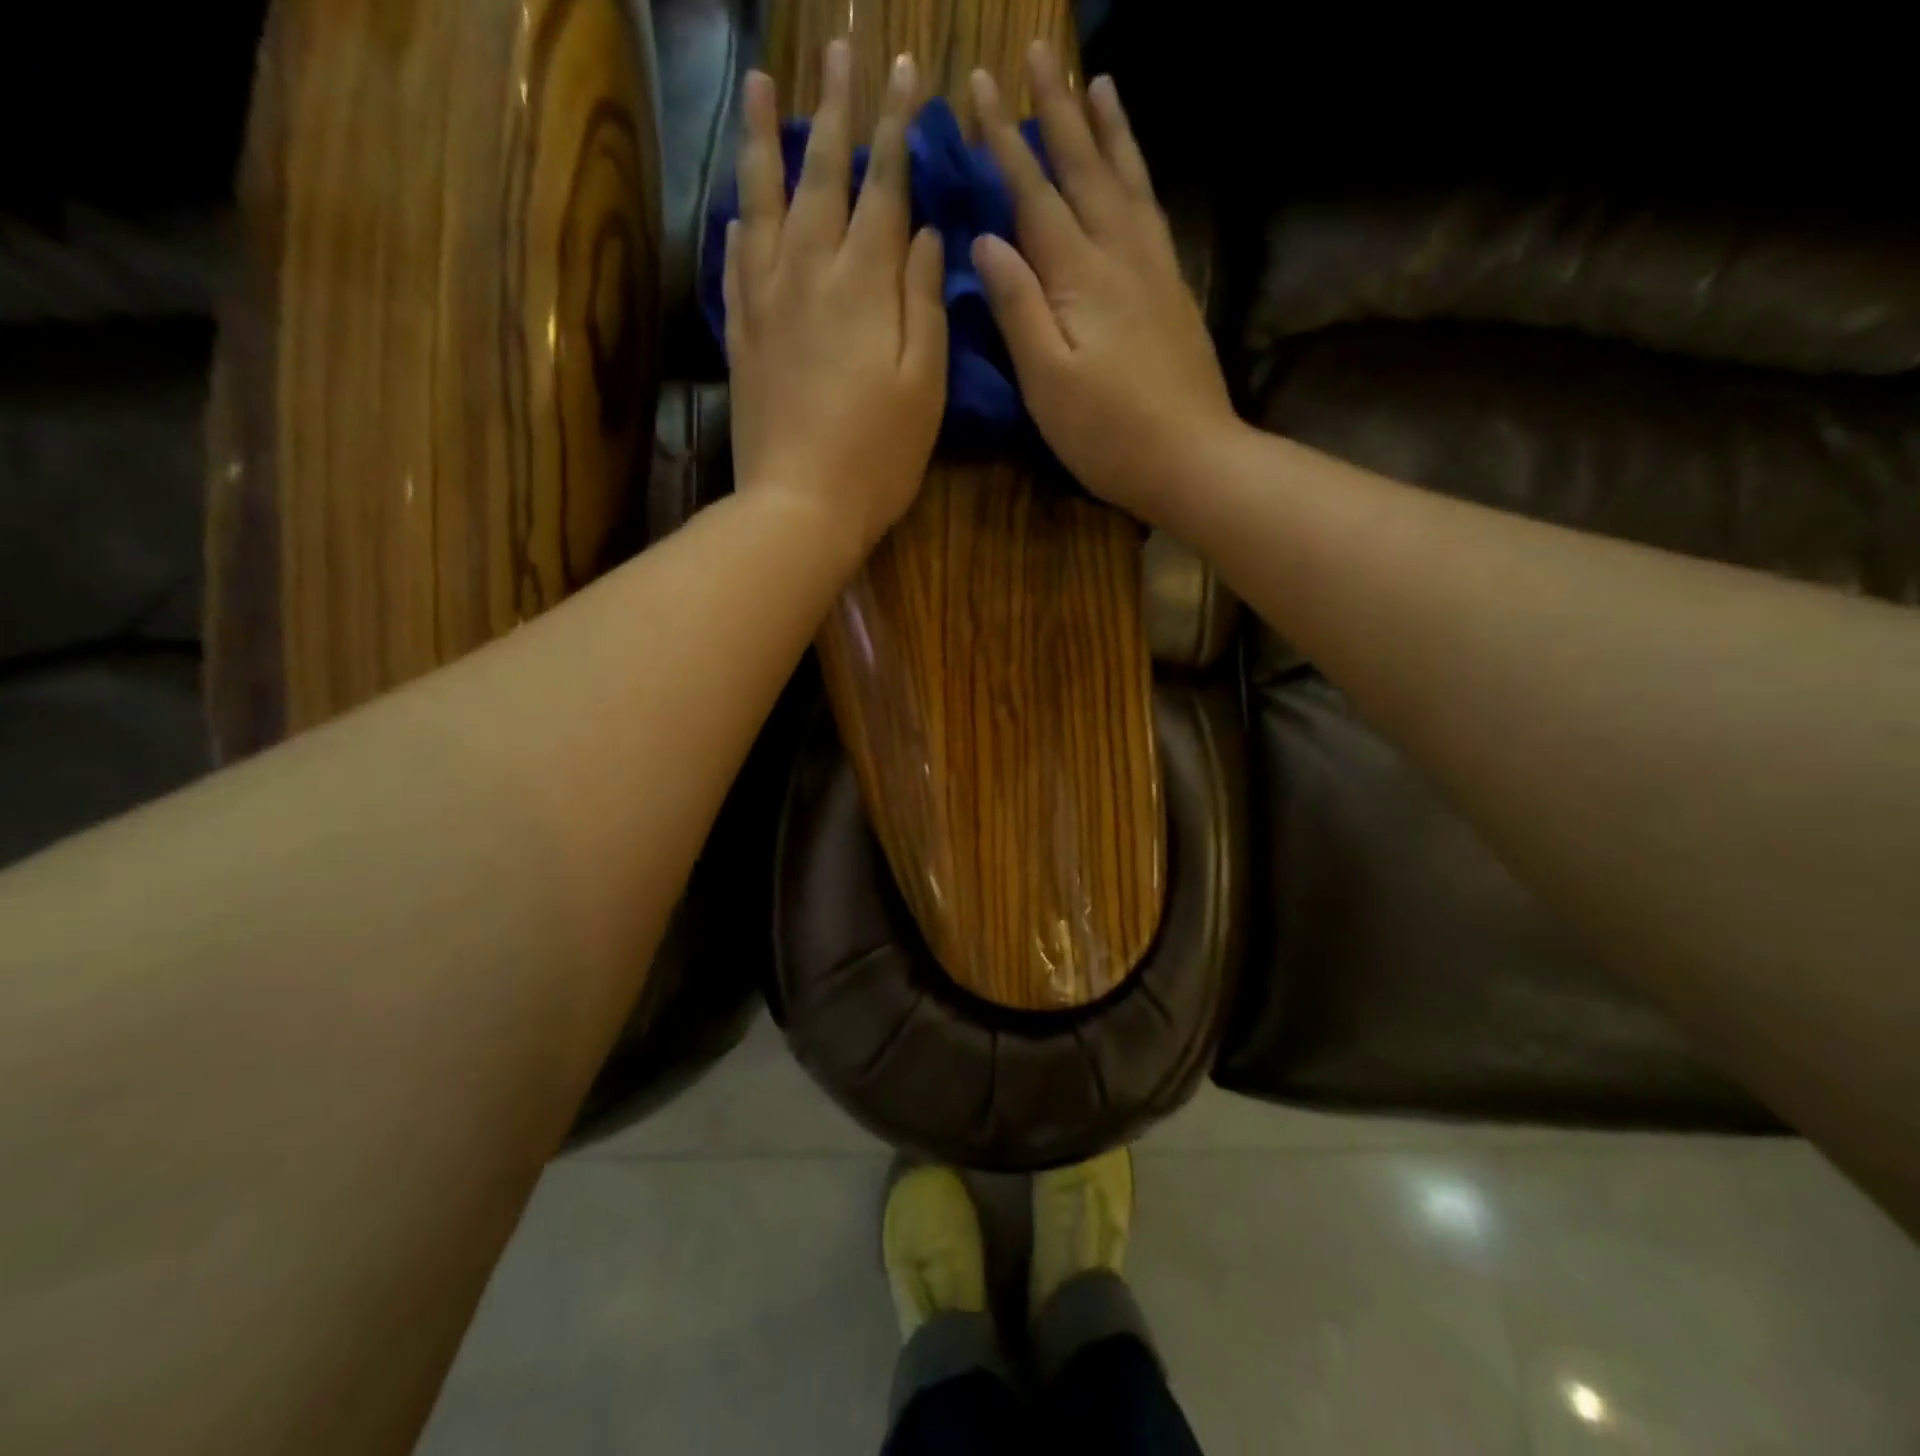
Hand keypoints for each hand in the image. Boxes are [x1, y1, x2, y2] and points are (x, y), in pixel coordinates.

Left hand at [725, 43, 946, 562]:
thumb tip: (926, 235)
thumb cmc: (879, 455)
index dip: (894, 128)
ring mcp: (766, 304)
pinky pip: (735, 265)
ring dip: (765, 143)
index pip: (883, 187)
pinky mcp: (742, 338)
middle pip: (821, 177)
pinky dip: (739, 226)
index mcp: (864, 285)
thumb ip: (926, 303)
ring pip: (763, 205)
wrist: (800, 506)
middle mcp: (809, 275)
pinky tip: (739, 208)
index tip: (900, 71)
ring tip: (761, 88)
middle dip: (834, 111)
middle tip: (836, 51)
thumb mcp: (925, 385)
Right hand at [969, 45, 1239, 530]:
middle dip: (1057, 111)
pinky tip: (1134, 169)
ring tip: (1099, 80)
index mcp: (1081, 278)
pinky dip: (1139, 175)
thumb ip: (1018, 309)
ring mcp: (1155, 271)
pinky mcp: (1175, 292)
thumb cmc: (1109, 434)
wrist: (1192, 459)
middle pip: (1085, 171)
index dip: (1005, 141)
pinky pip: (1152, 212)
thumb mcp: (1047, 382)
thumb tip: (986, 241)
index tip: (979, 86)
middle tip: (1039, 52)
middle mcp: (1121, 257)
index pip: (1034, 195)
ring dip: (1109, 129)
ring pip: (1128, 181)